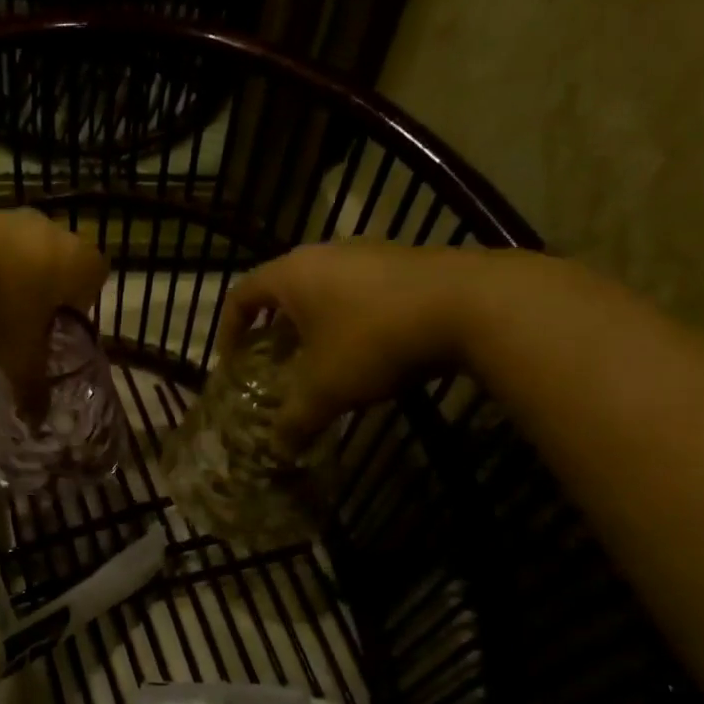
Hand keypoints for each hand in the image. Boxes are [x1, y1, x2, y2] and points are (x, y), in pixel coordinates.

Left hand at [0, 208, 107, 415]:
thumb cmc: (0, 307)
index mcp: (80, 261)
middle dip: (37, 304)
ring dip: (5, 292)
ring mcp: (14, 218)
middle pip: (54, 272)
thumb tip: (37, 420)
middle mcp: (55, 232)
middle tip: (19, 332)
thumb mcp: (20, 358)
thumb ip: (33, 389)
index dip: (79, 308)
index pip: (96, 280)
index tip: (56, 331)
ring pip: (18, 263)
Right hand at [223, 243, 496, 451]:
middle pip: (284, 290)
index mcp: (292, 274)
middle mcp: (325, 253)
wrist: (474, 305)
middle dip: (275, 329)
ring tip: (324, 360)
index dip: (229, 329)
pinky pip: (363, 290)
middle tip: (277, 364)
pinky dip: (353, 318)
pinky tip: (372, 349)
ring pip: (325, 289)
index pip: (241, 294)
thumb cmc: (375, 340)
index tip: (233, 361)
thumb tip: (278, 451)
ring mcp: (370, 252)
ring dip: (316, 324)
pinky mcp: (408, 260)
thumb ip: (295, 420)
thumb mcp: (326, 389)